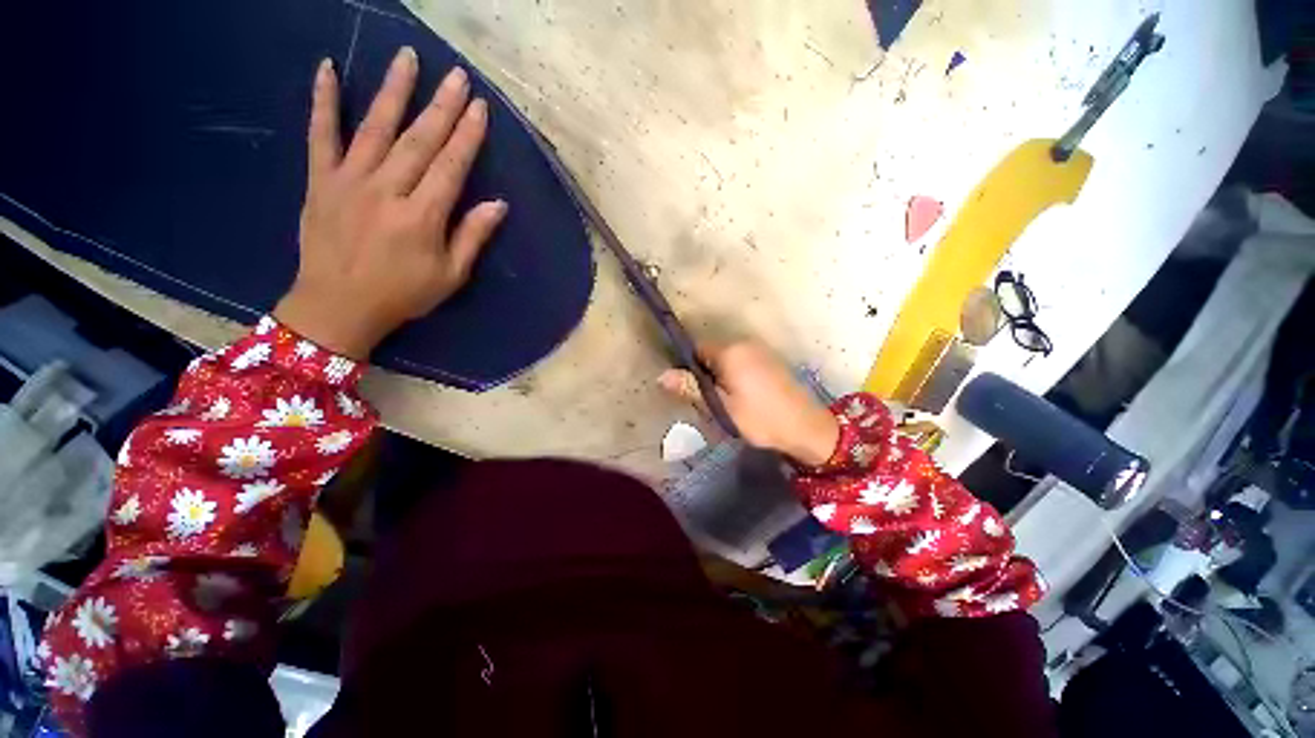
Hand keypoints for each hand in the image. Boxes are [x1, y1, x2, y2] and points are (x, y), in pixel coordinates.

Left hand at [274, 48, 507, 358]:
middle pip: (418, 140)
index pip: (450, 166)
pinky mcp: (321, 180)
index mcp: (422, 217)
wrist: (337, 306)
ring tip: (407, 58)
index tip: (479, 107)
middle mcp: (387, 190)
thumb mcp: (450, 276)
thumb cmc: (402, 294)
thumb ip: (472, 237)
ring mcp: (349, 181)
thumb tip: (498, 205)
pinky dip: (322, 101)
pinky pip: (320, 134)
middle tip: (456, 75)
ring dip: (393, 90)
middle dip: (441, 106)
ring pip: (374, 127)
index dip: (467, 136)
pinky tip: (326, 68)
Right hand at [658, 341, 839, 466]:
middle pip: (711, 352)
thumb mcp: (721, 407)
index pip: (696, 349)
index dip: (689, 368)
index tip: (690, 390)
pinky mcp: (770, 359)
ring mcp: (760, 350)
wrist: (805, 428)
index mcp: (730, 351)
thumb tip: (662, 375)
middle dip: (705, 372)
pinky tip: (743, 395)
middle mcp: (745, 343)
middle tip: (708, 400)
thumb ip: (692, 388)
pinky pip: (742, 361)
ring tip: (725, 401)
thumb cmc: (759, 418)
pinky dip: (735, 374)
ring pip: (726, 358)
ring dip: (720, 374)